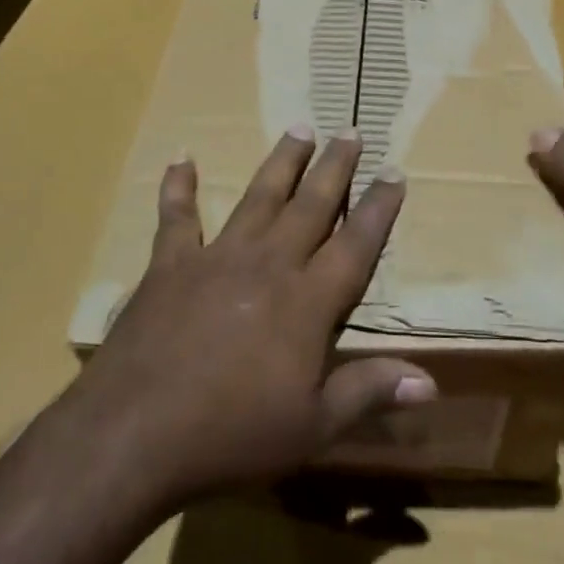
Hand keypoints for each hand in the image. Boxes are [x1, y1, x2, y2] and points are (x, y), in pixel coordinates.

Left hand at [73, 127, 435, 508]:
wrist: (135, 433)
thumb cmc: (232, 435)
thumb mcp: (313, 428)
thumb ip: (369, 393)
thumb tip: (429, 383)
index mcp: (308, 301)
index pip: (356, 243)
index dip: (379, 207)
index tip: (395, 171)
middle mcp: (269, 264)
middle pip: (311, 205)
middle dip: (335, 167)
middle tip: (351, 131)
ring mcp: (218, 257)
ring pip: (259, 196)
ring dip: (282, 162)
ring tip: (300, 128)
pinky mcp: (171, 264)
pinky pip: (177, 217)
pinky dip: (179, 187)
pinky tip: (182, 158)